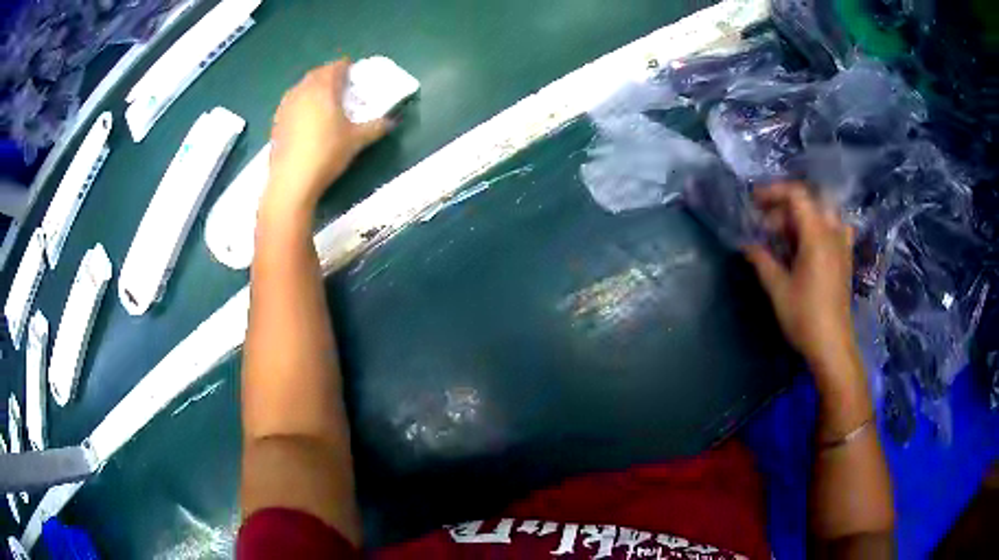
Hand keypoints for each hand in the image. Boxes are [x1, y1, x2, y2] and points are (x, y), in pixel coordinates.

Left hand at [264, 59, 388, 214]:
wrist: (291, 180)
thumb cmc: (327, 153)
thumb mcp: (357, 140)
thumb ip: (376, 127)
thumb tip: (391, 121)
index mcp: (324, 88)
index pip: (336, 67)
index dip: (347, 68)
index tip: (355, 75)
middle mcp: (303, 90)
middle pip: (317, 74)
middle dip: (330, 76)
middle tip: (341, 87)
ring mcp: (286, 105)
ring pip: (302, 87)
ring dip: (314, 89)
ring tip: (324, 102)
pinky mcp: (276, 121)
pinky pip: (292, 102)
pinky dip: (302, 103)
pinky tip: (307, 120)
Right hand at [745, 183, 856, 370]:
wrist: (832, 345)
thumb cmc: (804, 316)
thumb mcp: (778, 288)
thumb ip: (762, 260)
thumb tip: (747, 244)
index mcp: (816, 235)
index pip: (796, 195)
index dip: (773, 192)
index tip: (754, 202)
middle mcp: (832, 233)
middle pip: (809, 202)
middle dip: (784, 208)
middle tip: (767, 228)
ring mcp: (842, 245)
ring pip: (822, 213)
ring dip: (802, 216)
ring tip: (786, 235)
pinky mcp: (845, 258)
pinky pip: (836, 228)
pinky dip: (821, 226)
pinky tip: (811, 241)